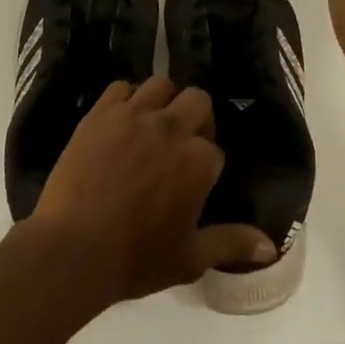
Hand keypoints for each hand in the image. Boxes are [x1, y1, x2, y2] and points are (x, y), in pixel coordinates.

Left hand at [29, 77, 277, 307]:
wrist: (73, 248)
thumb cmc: (136, 258)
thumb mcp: (190, 258)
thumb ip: (231, 243)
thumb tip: (271, 246)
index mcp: (199, 161)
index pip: (215, 149)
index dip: (205, 165)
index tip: (192, 183)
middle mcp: (172, 128)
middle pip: (197, 100)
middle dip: (196, 118)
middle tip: (179, 145)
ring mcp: (134, 115)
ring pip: (161, 85)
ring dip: (163, 102)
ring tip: (151, 126)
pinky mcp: (101, 113)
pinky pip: (120, 87)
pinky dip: (126, 99)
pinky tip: (120, 121)